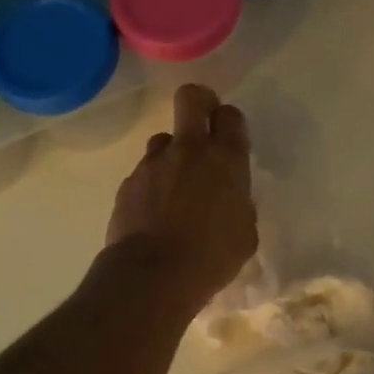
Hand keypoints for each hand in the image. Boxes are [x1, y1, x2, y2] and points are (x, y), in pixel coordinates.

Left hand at [105, 84, 257, 308]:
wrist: (153, 274)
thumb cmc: (211, 257)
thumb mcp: (244, 234)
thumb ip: (239, 206)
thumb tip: (230, 200)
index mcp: (225, 159)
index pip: (230, 116)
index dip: (230, 121)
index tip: (230, 137)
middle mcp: (188, 150)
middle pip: (192, 98)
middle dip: (200, 102)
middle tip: (203, 122)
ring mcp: (153, 164)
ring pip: (163, 140)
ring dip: (172, 155)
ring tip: (176, 188)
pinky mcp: (128, 184)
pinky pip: (144, 174)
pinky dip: (151, 187)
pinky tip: (155, 215)